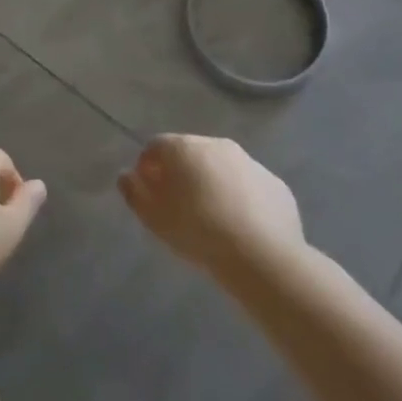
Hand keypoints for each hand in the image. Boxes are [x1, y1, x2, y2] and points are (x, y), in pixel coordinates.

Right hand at [119, 135, 304, 279]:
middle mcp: (217, 144)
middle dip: (181, 173)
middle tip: (179, 206)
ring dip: (212, 183)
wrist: (262, 256)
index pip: (156, 146)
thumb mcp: (154, 218)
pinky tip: (241, 227)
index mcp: (184, 148)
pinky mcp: (274, 183)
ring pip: (222, 168)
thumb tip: (127, 176)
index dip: (147, 167)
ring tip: (212, 219)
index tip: (148, 193)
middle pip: (190, 153)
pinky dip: (241, 198)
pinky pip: (249, 186)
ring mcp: (250, 162)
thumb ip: (135, 193)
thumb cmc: (198, 232)